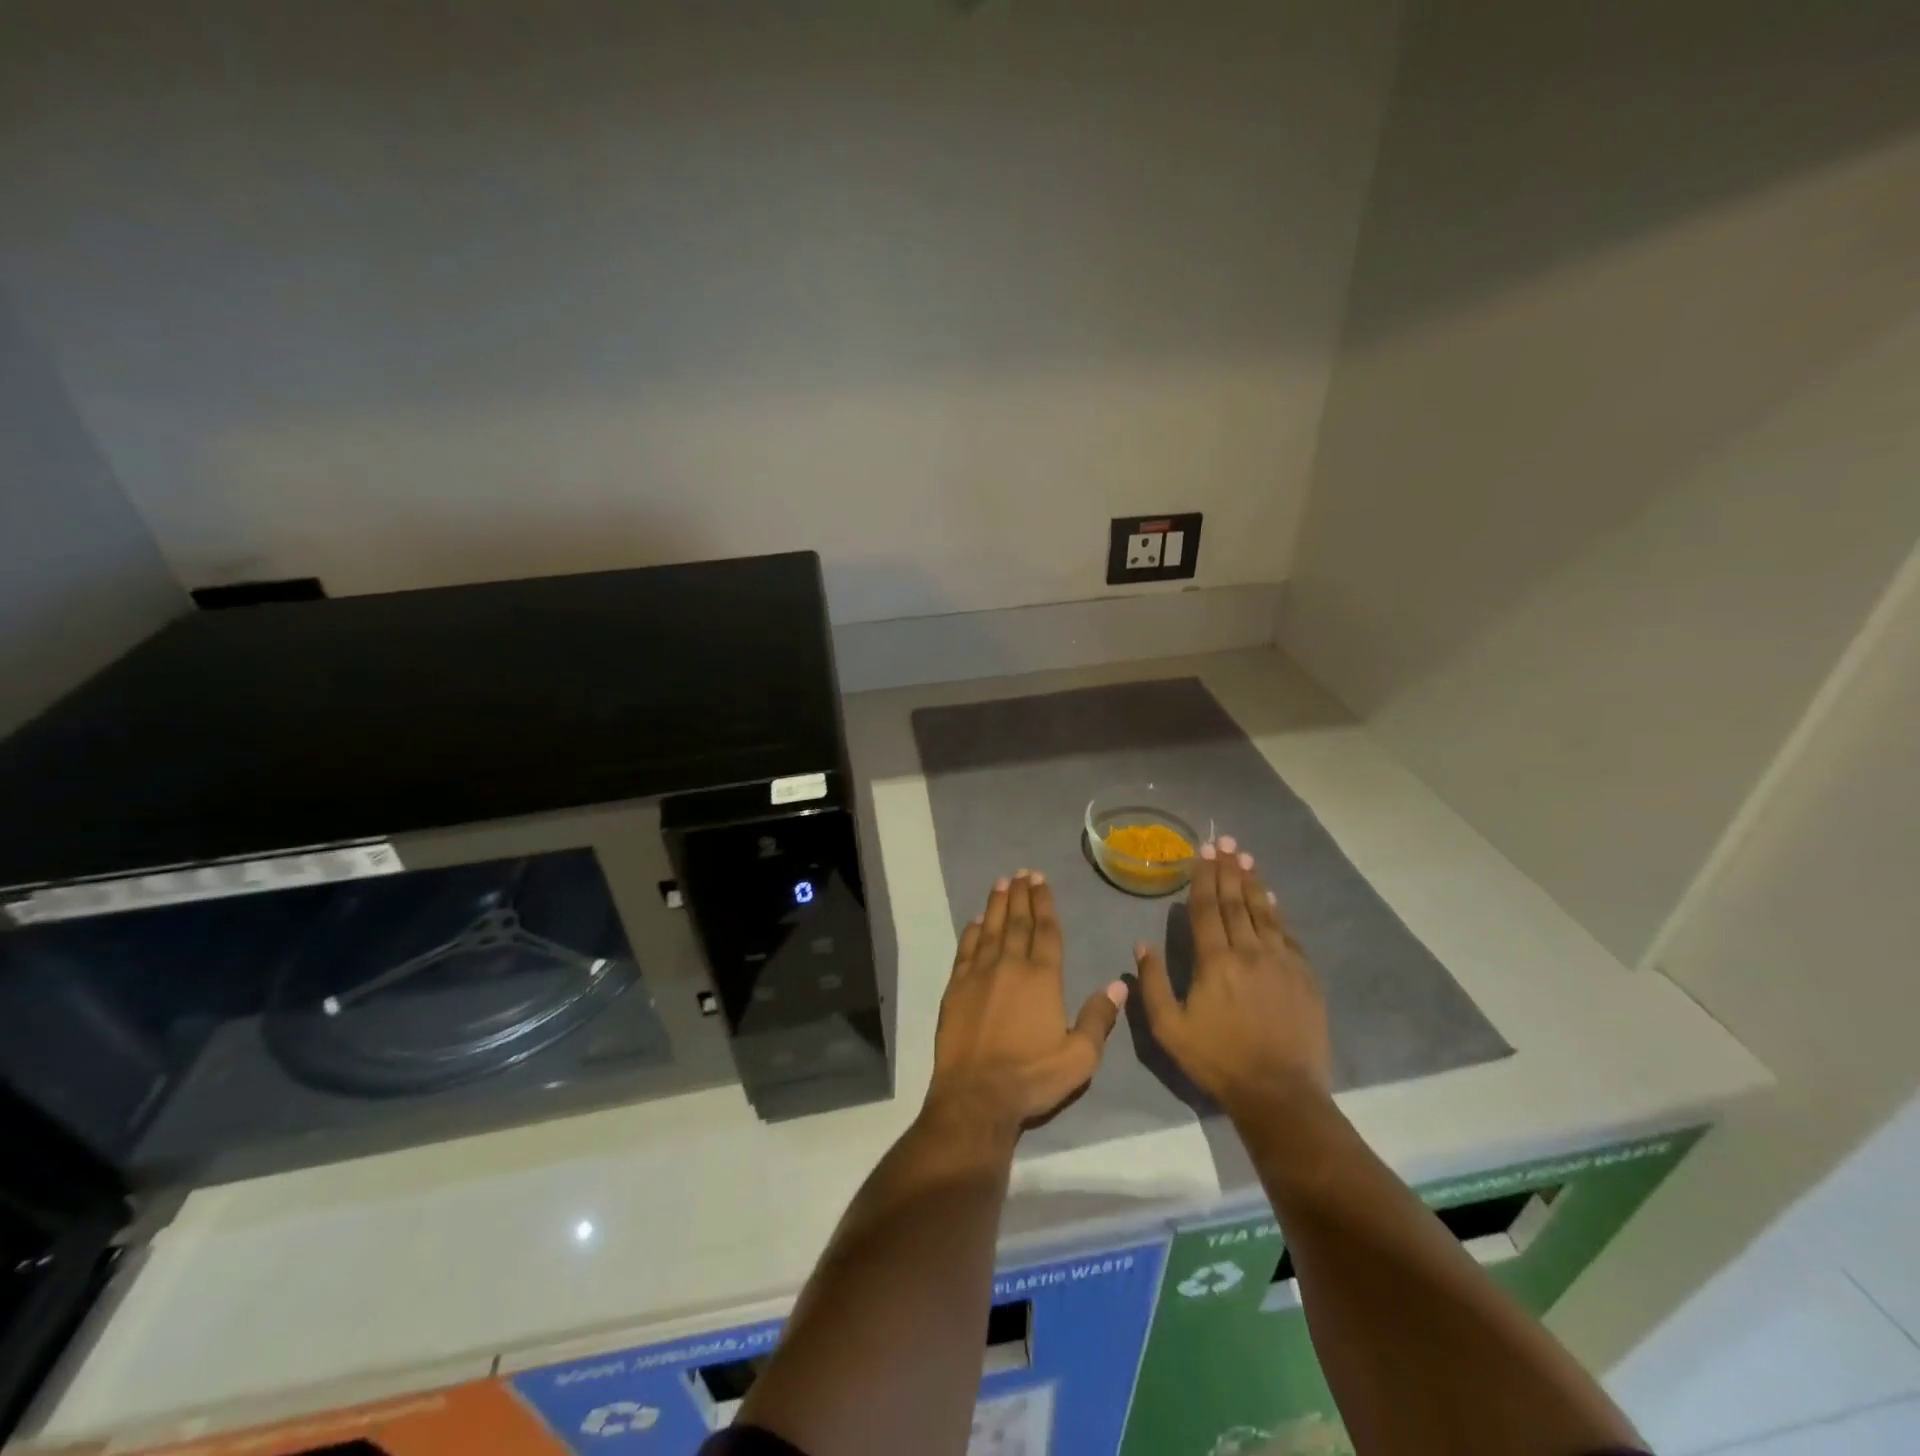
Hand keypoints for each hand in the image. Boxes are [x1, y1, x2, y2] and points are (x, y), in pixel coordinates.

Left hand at [928, 869, 1128, 1135]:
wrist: (976, 1096)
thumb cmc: (1032, 1077)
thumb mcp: (1079, 1058)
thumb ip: (1098, 1019)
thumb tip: (1118, 984)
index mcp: (1042, 978)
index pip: (1046, 931)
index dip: (1045, 903)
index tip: (1041, 880)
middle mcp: (1010, 966)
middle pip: (1018, 922)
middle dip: (1022, 895)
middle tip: (1022, 872)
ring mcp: (980, 974)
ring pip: (991, 929)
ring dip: (997, 904)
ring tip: (1002, 882)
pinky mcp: (956, 987)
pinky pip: (966, 950)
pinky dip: (972, 931)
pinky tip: (975, 921)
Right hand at [1135, 835, 1331, 1116]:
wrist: (1280, 1093)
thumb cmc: (1218, 1060)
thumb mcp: (1169, 1028)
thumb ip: (1153, 983)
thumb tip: (1141, 944)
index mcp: (1215, 961)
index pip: (1207, 908)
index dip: (1203, 877)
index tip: (1202, 851)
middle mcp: (1249, 951)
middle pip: (1236, 901)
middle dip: (1228, 869)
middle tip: (1224, 840)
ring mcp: (1281, 962)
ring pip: (1264, 912)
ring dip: (1252, 882)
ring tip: (1245, 857)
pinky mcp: (1304, 977)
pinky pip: (1288, 934)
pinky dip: (1277, 912)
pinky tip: (1271, 898)